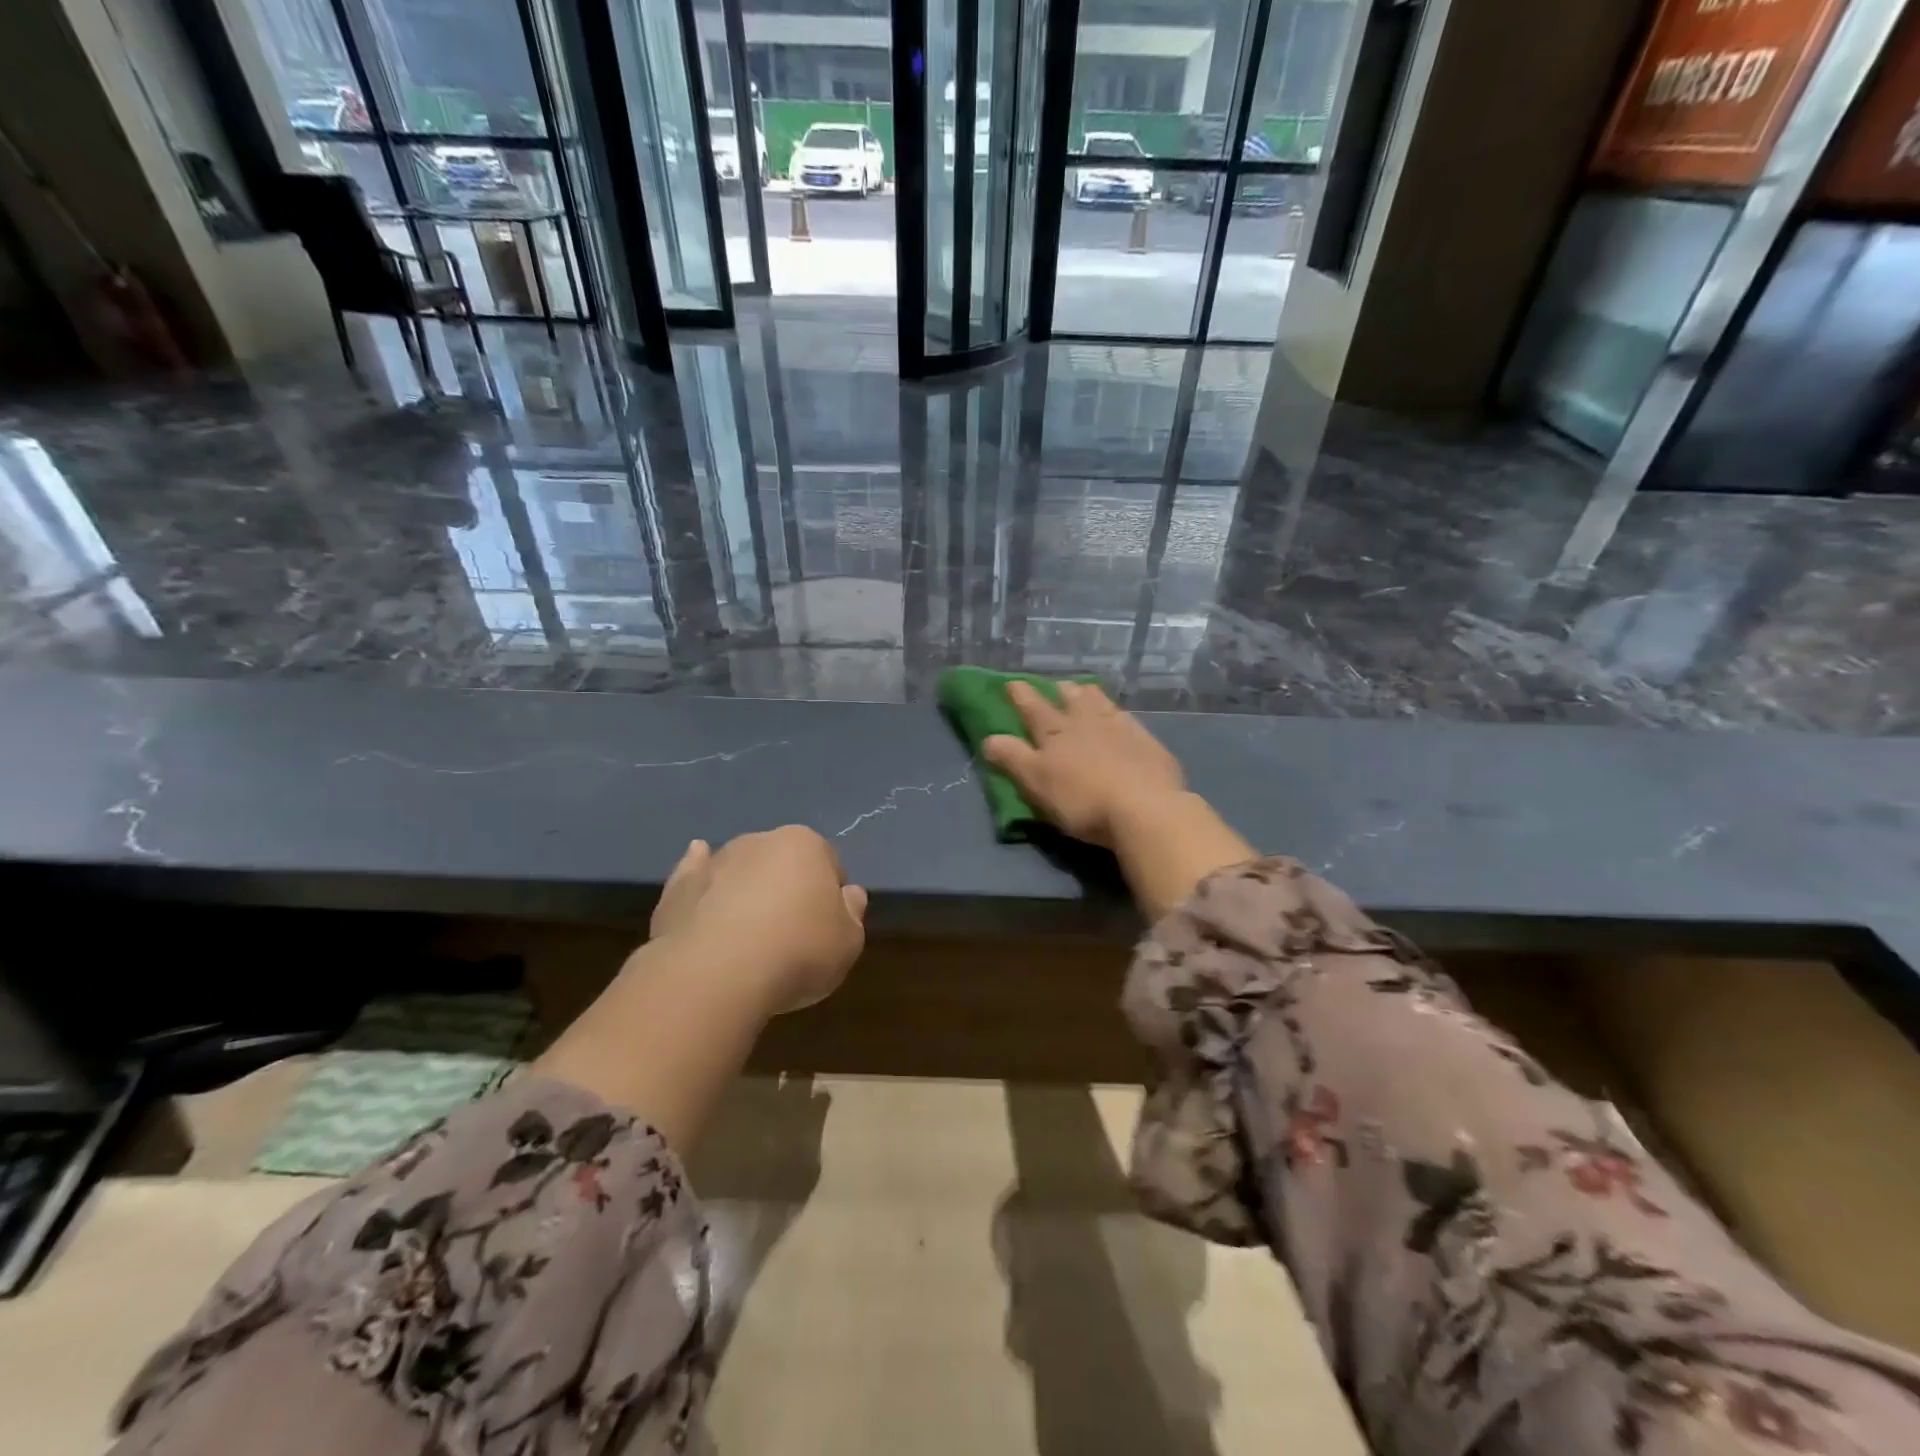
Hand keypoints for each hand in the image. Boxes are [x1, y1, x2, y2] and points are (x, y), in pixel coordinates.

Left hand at [650, 826, 867, 1013]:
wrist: (716, 973)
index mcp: (806, 845)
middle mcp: (760, 841)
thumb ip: (852, 913)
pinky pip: (695, 878)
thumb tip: (849, 895)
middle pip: (782, 862)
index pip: (828, 862)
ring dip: (746, 890)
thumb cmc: (797, 951)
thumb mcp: (848, 941)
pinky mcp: (678, 887)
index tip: (827, 926)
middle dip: (787, 888)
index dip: (831, 895)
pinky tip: (701, 893)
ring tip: (749, 936)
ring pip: (740, 870)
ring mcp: (716, 861)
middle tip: (790, 934)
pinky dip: (701, 883)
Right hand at [981, 681, 1186, 848]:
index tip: (1012, 683)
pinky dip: (1117, 714)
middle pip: (1070, 698)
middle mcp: (1086, 721)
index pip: (1033, 708)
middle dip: (1059, 691)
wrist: (1145, 808)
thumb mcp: (1037, 783)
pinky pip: (1127, 718)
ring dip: (1088, 695)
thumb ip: (1012, 759)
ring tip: (1084, 691)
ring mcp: (1120, 728)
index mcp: (1055, 732)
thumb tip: (989, 739)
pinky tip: (1120, 717)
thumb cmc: (1082, 799)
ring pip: (1100, 703)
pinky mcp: (1147, 742)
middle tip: (1055, 685)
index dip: (1020, 695)